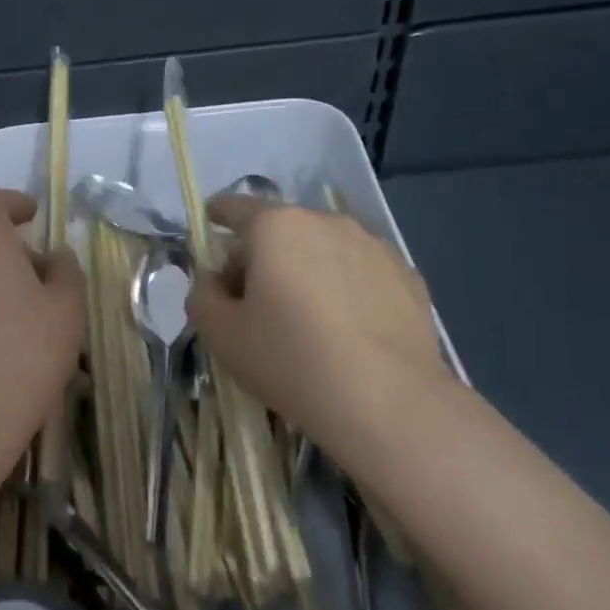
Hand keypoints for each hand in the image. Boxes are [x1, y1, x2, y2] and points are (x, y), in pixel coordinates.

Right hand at [186, 196, 451, 449]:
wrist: (388, 402)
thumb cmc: (289, 359)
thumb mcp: (220, 334)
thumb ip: (202, 295)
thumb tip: (214, 281)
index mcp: (276, 226)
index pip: (235, 207)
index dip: (217, 214)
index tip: (211, 223)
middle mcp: (327, 222)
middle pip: (280, 230)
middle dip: (261, 256)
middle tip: (252, 302)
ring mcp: (373, 246)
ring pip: (323, 250)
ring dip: (306, 271)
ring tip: (304, 321)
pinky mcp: (407, 276)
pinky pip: (359, 273)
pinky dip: (344, 289)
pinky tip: (345, 331)